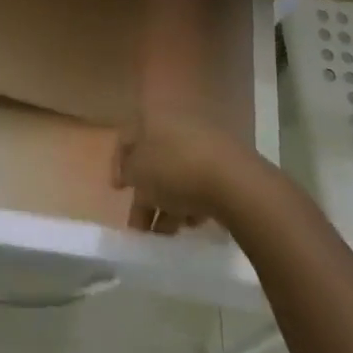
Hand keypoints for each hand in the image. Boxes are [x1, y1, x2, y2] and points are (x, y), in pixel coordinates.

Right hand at [113, 114, 267, 232]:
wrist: (234, 182)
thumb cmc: (175, 169)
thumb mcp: (137, 172)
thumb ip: (126, 172)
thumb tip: (128, 173)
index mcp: (153, 119)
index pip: (128, 137)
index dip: (118, 163)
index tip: (117, 190)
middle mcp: (178, 125)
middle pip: (154, 160)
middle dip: (144, 193)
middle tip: (139, 224)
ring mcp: (204, 144)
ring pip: (177, 174)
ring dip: (166, 204)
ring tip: (163, 234)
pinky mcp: (226, 165)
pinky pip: (200, 183)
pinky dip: (191, 203)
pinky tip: (189, 223)